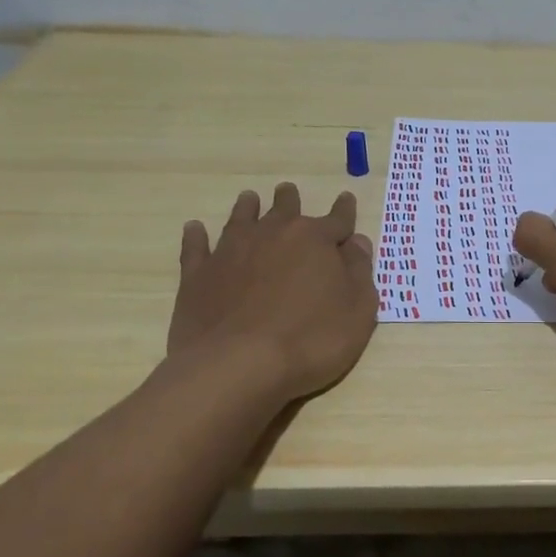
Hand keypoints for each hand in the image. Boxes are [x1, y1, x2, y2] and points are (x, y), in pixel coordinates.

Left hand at [168, 183, 376, 402]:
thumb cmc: (311, 340)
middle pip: (285, 209)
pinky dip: (197, 236)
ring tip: (249, 198)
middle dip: (290, 200)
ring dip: (248, 207)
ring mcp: (231, 251)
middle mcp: (273, 235)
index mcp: (315, 240)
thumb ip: (360, 273)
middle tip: (288, 191)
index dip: (345, 211)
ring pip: (241, 218)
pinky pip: (196, 246)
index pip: (337, 220)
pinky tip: (195, 228)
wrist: (237, 365)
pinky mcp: (198, 274)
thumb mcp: (358, 311)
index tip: (346, 199)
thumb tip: (357, 243)